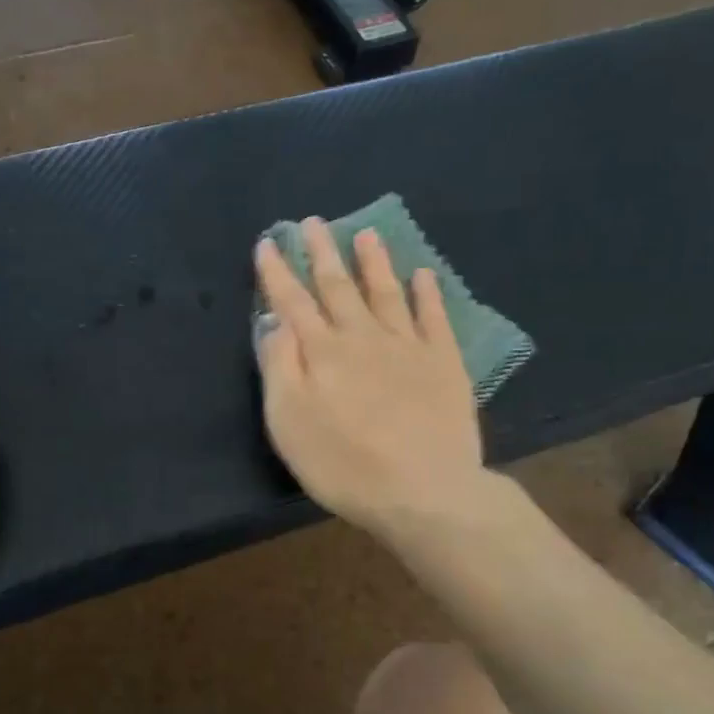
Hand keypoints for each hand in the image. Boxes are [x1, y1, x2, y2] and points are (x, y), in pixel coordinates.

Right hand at [255, 219, 484, 537]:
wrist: (425, 492)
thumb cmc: (344, 465)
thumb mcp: (289, 422)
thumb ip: (279, 367)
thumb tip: (276, 322)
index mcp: (322, 352)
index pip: (293, 301)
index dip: (277, 272)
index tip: (269, 243)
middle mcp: (363, 337)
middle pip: (338, 287)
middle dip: (322, 253)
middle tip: (313, 222)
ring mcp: (407, 346)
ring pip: (386, 292)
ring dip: (374, 262)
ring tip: (366, 233)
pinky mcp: (444, 363)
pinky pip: (434, 317)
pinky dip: (428, 294)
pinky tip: (423, 275)